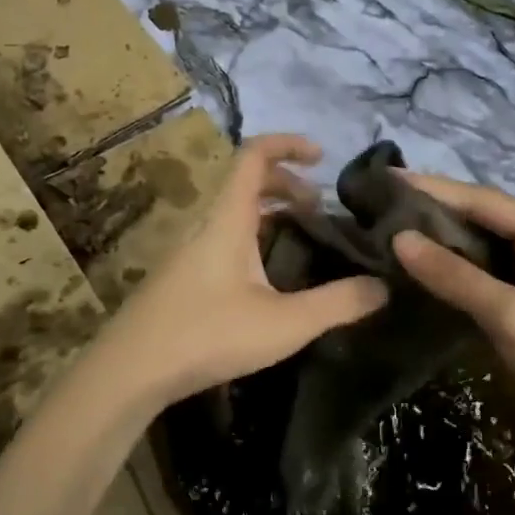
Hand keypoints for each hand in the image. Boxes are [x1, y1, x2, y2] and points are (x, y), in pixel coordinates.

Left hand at [80, 134, 387, 417]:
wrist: (131, 370)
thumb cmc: (208, 335)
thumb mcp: (284, 323)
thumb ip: (338, 304)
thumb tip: (383, 286)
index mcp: (228, 219)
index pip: (254, 155)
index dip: (289, 144)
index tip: (322, 157)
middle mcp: (207, 225)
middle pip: (246, 182)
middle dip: (288, 185)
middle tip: (321, 211)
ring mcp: (190, 251)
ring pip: (235, 214)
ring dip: (271, 214)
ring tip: (304, 241)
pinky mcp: (183, 277)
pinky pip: (224, 238)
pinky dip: (254, 238)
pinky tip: (270, 279)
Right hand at [389, 173, 514, 475]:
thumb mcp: (513, 317)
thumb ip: (454, 275)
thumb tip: (398, 238)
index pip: (488, 202)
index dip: (436, 190)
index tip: (388, 180)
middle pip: (485, 224)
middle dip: (435, 217)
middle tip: (380, 210)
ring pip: (482, 257)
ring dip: (441, 249)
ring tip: (387, 237)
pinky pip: (484, 286)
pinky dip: (452, 280)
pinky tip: (417, 277)